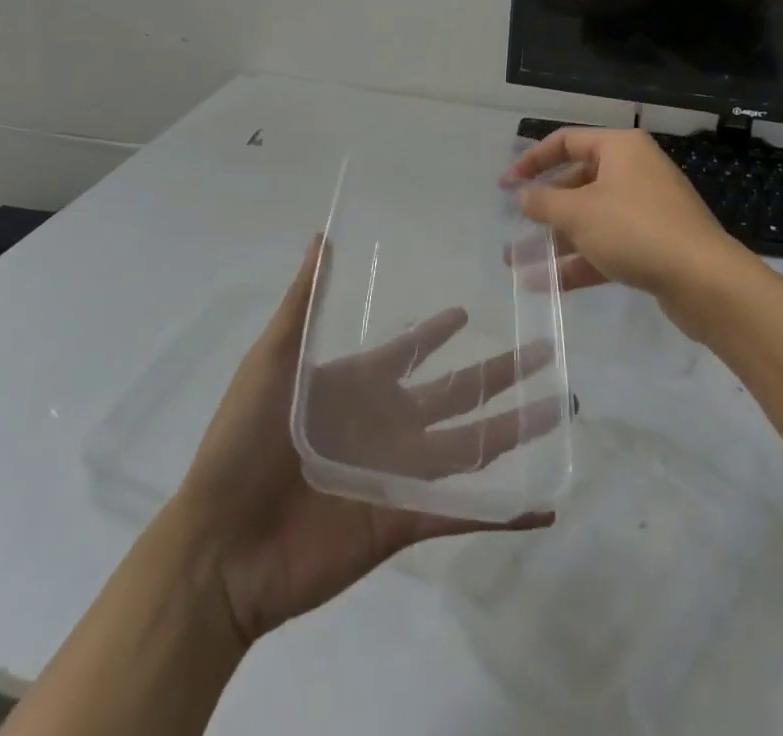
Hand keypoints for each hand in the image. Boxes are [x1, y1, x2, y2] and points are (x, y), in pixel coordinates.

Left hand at [173, 238, 554, 646]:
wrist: (221, 544)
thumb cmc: (243, 441)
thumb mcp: (272, 360)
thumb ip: (303, 302)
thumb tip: (323, 237)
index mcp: (358, 386)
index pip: (410, 351)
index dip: (438, 332)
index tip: (468, 312)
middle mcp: (387, 425)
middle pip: (457, 393)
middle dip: (500, 372)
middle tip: (543, 350)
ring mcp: (399, 473)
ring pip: (472, 445)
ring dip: (516, 430)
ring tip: (561, 409)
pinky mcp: (402, 520)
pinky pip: (463, 513)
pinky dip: (503, 512)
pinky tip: (543, 506)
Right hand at [502, 127, 752, 333]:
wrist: (705, 281)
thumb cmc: (635, 230)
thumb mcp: (579, 213)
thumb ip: (544, 201)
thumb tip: (522, 195)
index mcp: (620, 148)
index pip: (566, 141)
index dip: (531, 160)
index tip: (505, 185)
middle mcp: (634, 171)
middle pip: (578, 181)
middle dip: (544, 208)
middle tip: (515, 227)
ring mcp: (647, 208)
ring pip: (591, 217)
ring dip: (556, 239)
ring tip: (519, 261)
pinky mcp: (654, 243)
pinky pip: (608, 244)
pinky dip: (580, 260)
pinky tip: (548, 284)